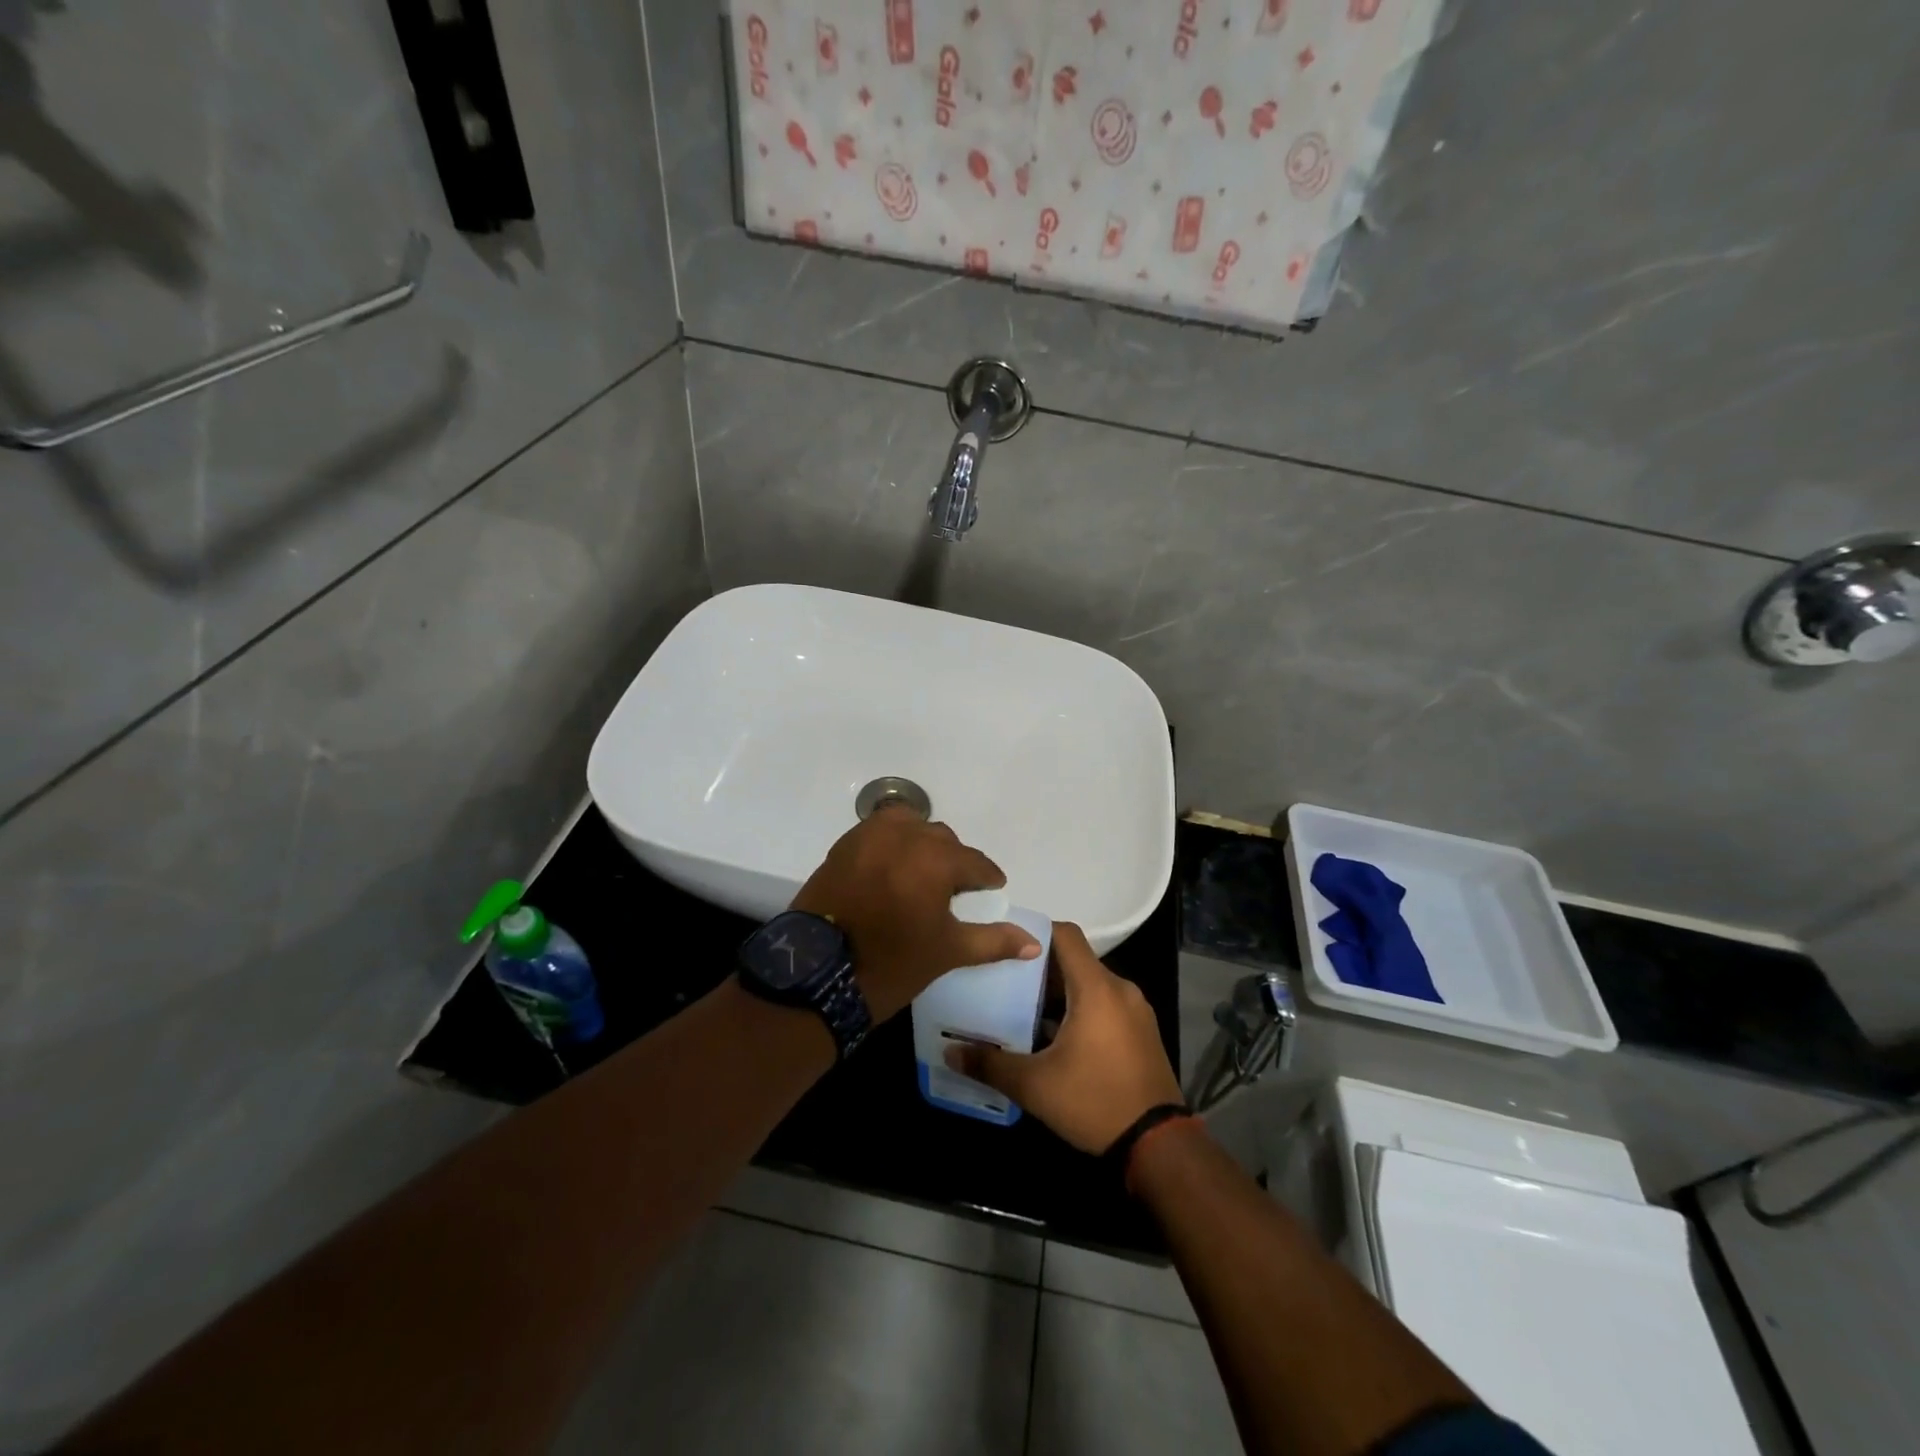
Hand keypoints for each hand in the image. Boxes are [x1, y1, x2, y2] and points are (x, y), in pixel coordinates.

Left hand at [791, 808, 1039, 1022]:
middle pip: (942, 839)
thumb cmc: (892, 962)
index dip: (986, 877)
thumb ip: (993, 941)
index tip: (992, 888)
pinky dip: (891, 843)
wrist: (818, 974)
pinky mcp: (844, 845)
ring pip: (909, 826)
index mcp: (936, 858)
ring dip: (921, 843)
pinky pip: (878, 832)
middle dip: (954, 860)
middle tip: (955, 888)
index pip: (974, 862)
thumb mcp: (948, 951)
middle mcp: (905, 835)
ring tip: (922, 872)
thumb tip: (1033, 943)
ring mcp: (869, 836)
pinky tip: (892, 868)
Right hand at [944, 922, 1182, 1153]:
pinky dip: (1080, 1010)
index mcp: (1096, 988)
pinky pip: (1105, 1005)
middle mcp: (1120, 989)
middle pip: (1075, 960)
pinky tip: (1054, 1037)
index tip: (1005, 945)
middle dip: (1039, 969)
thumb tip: (950, 1051)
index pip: (1065, 935)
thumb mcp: (1035, 1086)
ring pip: (1090, 985)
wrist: (1159, 1147)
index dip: (1035, 932)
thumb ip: (990, 1064)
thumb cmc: (1095, 1102)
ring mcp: (1135, 1011)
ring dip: (1059, 993)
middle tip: (1003, 981)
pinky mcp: (1142, 1032)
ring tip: (1022, 1009)